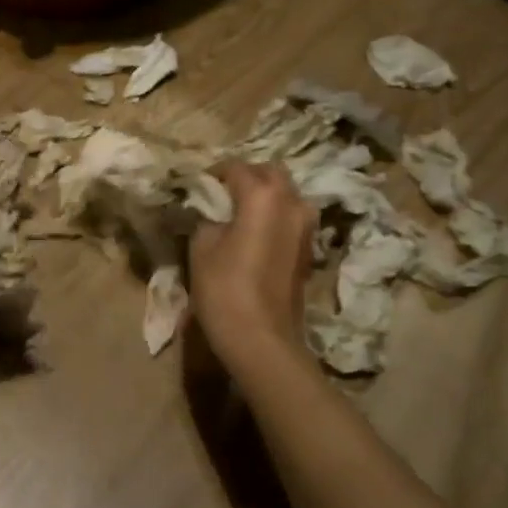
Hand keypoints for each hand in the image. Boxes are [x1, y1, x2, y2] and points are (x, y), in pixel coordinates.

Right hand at [189, 160, 316, 376]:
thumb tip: (213, 212)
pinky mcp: (309, 248)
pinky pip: (291, 217)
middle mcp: (292, 202)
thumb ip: (208, 218)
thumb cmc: (225, 289)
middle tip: (222, 194)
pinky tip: (254, 232)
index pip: (236, 167)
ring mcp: (306, 226)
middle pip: (271, 173)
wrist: (262, 339)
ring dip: (265, 195)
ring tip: (239, 213)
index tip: (198, 186)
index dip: (214, 174)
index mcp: (263, 195)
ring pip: (286, 194)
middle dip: (247, 177)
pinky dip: (274, 215)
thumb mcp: (201, 246)